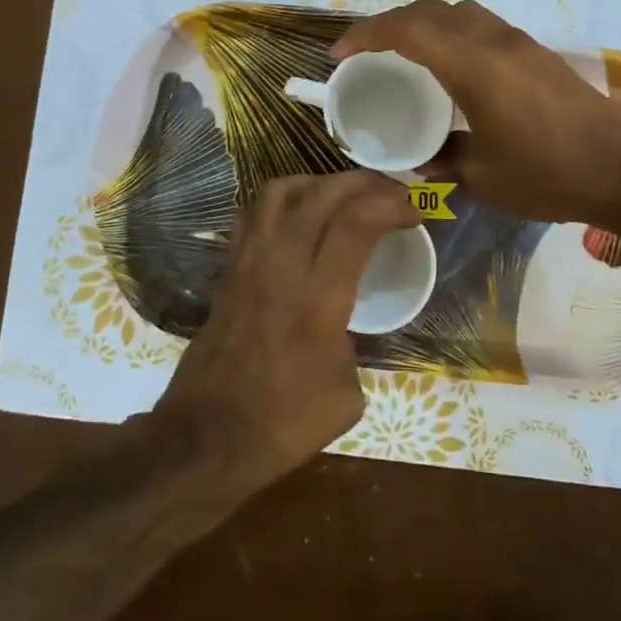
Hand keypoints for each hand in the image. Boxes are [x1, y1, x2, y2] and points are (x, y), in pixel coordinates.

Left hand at [152, 170, 419, 494]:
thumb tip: (344, 326)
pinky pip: (253, 213)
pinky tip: (299, 216)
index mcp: (319, 299)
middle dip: (364, 183)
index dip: (392, 205)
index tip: (414, 213)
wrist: (206, 437)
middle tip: (389, 193)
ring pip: (281, 191)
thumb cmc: (283, 424)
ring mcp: (249, 262)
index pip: (357, 223)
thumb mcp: (347, 395)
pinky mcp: (228, 269)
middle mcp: (282, 266)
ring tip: (344, 196)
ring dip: (320, 182)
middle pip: (323, 194)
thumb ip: (353, 344)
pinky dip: (282, 200)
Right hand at [332, 0, 620, 232]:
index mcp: (473, 66)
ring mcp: (520, 43)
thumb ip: (445, 162)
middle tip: (368, 52)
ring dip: (425, 24)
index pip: (407, 29)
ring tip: (406, 54)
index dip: (367, 35)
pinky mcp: (538, 53)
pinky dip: (453, 33)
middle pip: (431, 10)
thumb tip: (424, 160)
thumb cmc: (549, 174)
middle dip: (391, 23)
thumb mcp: (484, 177)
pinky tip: (452, 67)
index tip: (341, 54)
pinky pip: (482, 26)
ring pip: (460, 12)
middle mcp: (494, 41)